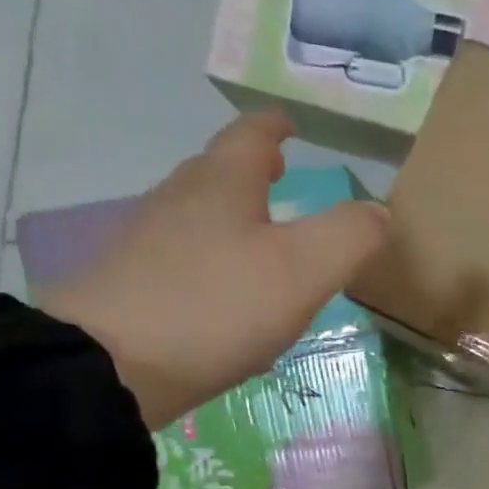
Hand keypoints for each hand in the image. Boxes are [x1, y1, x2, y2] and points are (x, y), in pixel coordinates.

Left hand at [40, 113, 389, 428]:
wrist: (108, 365)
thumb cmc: (216, 305)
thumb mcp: (302, 269)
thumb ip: (349, 236)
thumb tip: (379, 212)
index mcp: (221, 186)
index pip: (249, 137)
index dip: (273, 128)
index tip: (288, 123)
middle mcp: (179, 204)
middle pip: (216, 172)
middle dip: (248, 169)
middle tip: (276, 173)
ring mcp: (148, 247)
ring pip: (196, 216)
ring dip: (229, 215)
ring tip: (259, 235)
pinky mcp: (133, 290)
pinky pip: (183, 261)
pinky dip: (211, 262)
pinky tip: (226, 295)